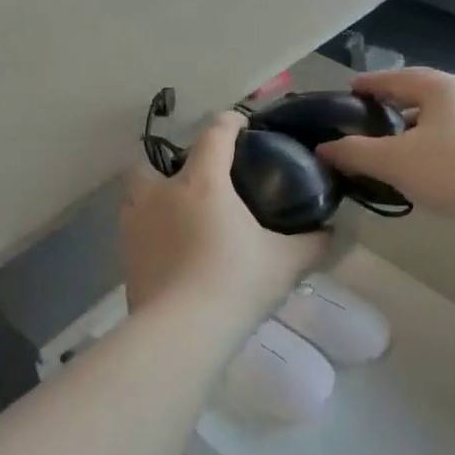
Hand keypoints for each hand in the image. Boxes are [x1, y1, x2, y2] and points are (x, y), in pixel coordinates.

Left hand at [121, 112, 326, 319]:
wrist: (181, 332)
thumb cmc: (235, 283)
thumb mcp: (285, 263)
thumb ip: (310, 243)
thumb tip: (329, 231)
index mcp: (202, 182)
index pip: (214, 133)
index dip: (229, 122)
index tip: (240, 125)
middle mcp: (162, 193)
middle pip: (153, 161)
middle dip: (171, 166)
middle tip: (199, 184)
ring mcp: (136, 224)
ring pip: (135, 194)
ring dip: (152, 197)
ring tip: (178, 216)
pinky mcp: (125, 256)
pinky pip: (134, 230)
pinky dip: (149, 232)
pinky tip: (170, 252)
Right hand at [319, 68, 454, 225]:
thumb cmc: (454, 169)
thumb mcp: (394, 161)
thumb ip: (355, 153)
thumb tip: (323, 148)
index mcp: (441, 87)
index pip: (396, 78)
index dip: (370, 83)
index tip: (349, 89)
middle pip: (421, 95)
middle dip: (394, 104)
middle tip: (368, 117)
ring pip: (441, 120)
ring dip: (415, 129)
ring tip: (392, 146)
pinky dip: (434, 147)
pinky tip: (425, 170)